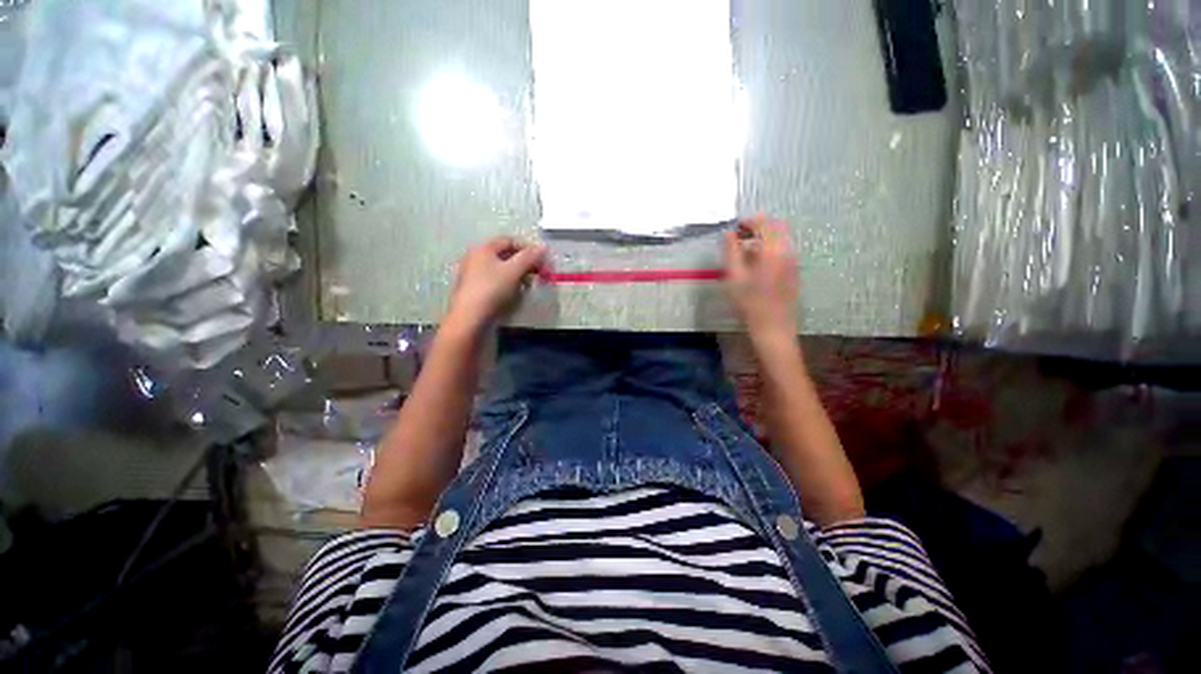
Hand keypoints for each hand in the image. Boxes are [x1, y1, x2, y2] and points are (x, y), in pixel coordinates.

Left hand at [447, 237, 545, 330]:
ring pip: (501, 269)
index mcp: (483, 248)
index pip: (509, 240)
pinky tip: (513, 295)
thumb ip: (529, 257)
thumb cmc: (492, 290)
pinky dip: (507, 284)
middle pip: (505, 255)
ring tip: (526, 286)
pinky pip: (495, 281)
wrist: (470, 318)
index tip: (541, 260)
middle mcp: (476, 258)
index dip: (527, 248)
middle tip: (536, 274)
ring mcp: (473, 274)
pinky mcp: (475, 290)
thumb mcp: (514, 271)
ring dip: (517, 275)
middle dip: (523, 263)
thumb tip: (543, 247)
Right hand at [723, 217, 798, 342]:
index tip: (733, 227)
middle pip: (775, 227)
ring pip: (780, 239)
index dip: (748, 221)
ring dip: (763, 238)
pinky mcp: (793, 272)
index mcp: (773, 250)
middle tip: (738, 235)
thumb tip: (728, 233)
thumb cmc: (749, 303)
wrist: (773, 328)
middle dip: (757, 226)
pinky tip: (755, 263)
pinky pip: (782, 250)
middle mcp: (787, 251)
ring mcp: (793, 261)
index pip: (763, 223)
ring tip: (743, 250)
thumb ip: (730, 251)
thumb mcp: (733, 276)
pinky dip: (768, 248)